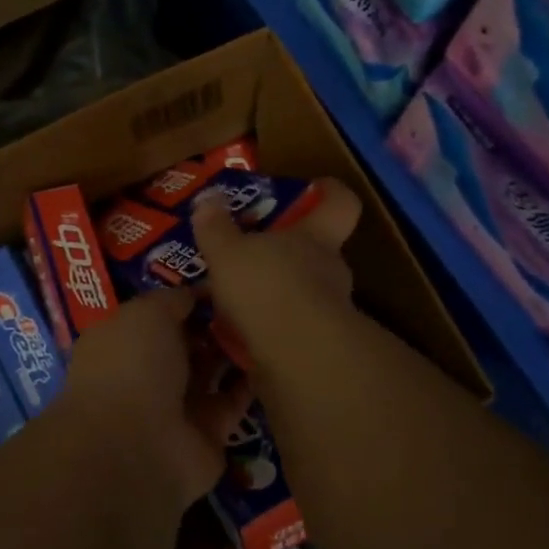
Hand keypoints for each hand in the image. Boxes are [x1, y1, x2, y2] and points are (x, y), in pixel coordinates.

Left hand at [61, 289, 253, 510]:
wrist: (140, 446)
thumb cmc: (133, 365)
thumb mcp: (148, 313)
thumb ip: (172, 299)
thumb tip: (195, 292)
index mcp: (122, 342)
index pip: (156, 315)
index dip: (185, 299)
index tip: (221, 281)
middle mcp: (146, 373)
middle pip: (186, 343)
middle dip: (213, 323)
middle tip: (250, 300)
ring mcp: (177, 406)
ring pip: (211, 371)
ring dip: (234, 351)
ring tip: (267, 322)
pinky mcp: (209, 433)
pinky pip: (234, 402)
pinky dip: (251, 384)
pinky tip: (275, 357)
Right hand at [192, 177, 362, 363]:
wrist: (299, 359)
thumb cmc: (267, 287)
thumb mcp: (227, 252)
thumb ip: (216, 227)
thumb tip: (209, 198)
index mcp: (316, 236)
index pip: (339, 203)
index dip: (328, 193)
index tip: (313, 189)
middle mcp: (330, 268)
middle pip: (316, 249)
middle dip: (285, 250)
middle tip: (248, 253)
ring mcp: (330, 309)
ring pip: (303, 290)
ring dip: (275, 292)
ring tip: (234, 298)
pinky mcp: (319, 346)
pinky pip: (291, 326)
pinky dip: (269, 327)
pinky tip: (237, 334)